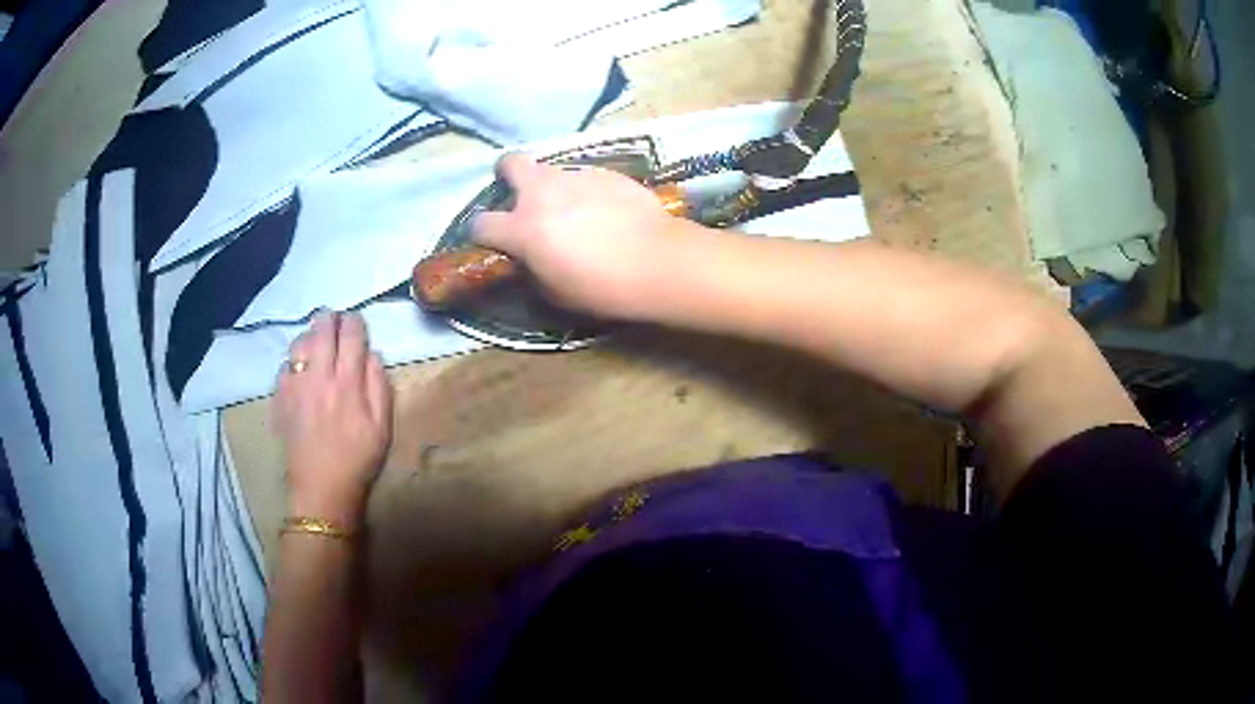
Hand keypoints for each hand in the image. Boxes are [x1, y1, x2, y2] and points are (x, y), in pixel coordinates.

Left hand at [273, 311, 392, 528]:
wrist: (321, 489)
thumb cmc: (358, 460)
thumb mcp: (383, 427)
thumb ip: (379, 385)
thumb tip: (372, 354)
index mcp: (348, 382)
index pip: (351, 333)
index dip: (355, 321)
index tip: (357, 323)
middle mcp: (319, 375)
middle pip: (321, 328)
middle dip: (330, 319)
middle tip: (335, 323)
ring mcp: (296, 385)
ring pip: (299, 341)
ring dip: (310, 335)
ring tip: (316, 343)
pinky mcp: (280, 397)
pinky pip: (284, 364)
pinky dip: (294, 360)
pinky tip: (300, 371)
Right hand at [471, 154, 689, 318]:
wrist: (657, 262)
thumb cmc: (601, 287)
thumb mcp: (554, 292)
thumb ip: (531, 268)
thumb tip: (528, 258)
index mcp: (522, 228)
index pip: (480, 223)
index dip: (480, 233)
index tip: (492, 240)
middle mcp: (542, 193)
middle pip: (509, 163)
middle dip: (507, 174)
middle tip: (521, 194)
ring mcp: (575, 177)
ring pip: (550, 169)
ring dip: (551, 186)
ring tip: (572, 208)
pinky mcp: (606, 172)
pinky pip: (584, 176)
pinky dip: (585, 190)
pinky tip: (605, 209)